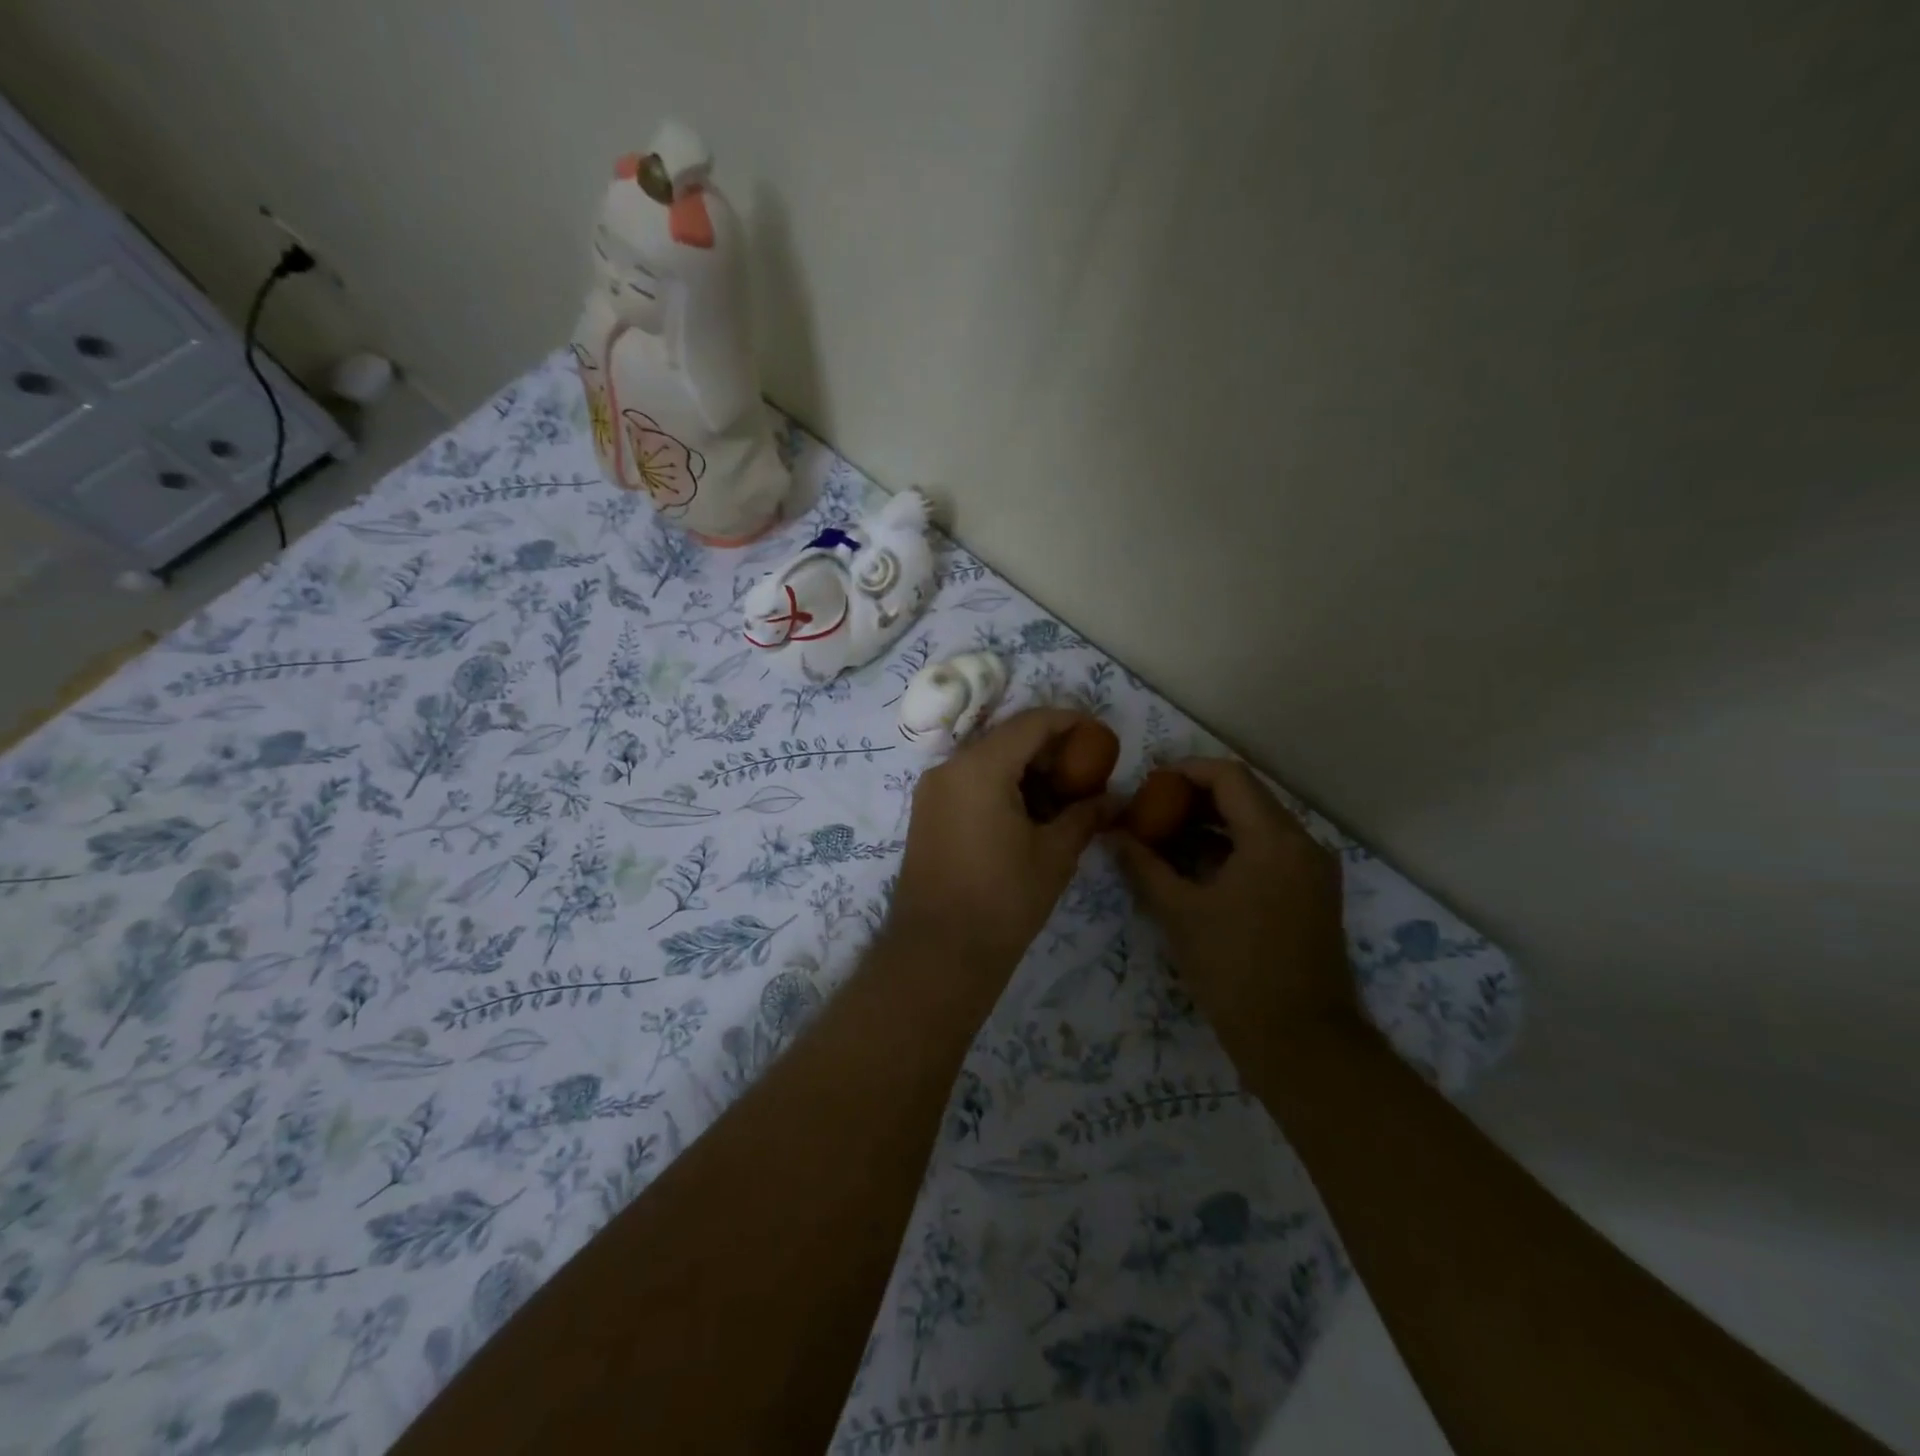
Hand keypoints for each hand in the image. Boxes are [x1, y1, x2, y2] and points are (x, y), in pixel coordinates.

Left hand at [889, 708, 1114, 972]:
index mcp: (979, 768)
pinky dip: (1002, 787)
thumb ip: (1085, 816)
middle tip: (1087, 773)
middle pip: (1007, 739)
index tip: (1100, 735)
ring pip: (987, 761)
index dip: (1070, 722)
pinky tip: (1031, 814)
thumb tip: (1114, 799)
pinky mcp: (927, 813)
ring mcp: (932, 790)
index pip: (1031, 723)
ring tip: (1064, 798)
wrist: (938, 954)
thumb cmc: (1003, 901)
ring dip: (1026, 770)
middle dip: (1049, 750)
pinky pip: (970, 783)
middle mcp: (949, 768)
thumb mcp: (1054, 855)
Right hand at [1112, 758, 1353, 1042]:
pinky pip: (1269, 852)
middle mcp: (1302, 843)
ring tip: (1165, 837)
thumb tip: (1114, 834)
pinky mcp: (1312, 894)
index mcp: (1274, 839)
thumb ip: (1144, 866)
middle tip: (1151, 809)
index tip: (1149, 782)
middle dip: (1195, 798)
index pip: (1229, 777)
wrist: (1301, 1042)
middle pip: (1245, 797)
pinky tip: (1195, 867)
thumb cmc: (1235, 970)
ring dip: (1212, 824)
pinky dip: (1232, 849)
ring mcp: (1312, 870)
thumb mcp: (1180, 913)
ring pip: (1257, 825)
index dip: (1186, 771)